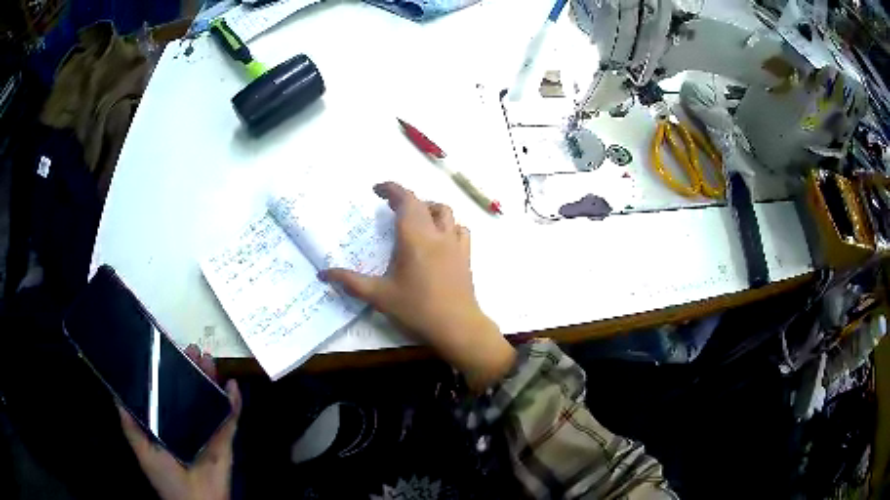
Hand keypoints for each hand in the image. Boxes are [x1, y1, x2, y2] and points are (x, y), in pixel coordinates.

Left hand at [118, 344, 240, 499]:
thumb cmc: (164, 476)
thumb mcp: (142, 449)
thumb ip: (130, 425)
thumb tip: (117, 394)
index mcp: (168, 422)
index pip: (170, 391)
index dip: (170, 371)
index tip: (170, 350)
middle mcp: (188, 422)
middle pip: (192, 391)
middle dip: (193, 369)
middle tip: (194, 349)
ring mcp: (208, 430)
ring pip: (211, 399)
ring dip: (212, 380)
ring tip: (210, 360)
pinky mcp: (225, 441)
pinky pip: (231, 419)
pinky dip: (234, 403)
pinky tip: (233, 386)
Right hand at [321, 182, 514, 389]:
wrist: (456, 326)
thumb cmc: (417, 309)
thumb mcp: (380, 296)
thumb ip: (350, 282)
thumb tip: (323, 273)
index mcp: (414, 238)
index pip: (405, 200)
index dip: (391, 189)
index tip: (377, 189)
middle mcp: (436, 233)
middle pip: (422, 203)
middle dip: (404, 199)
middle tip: (389, 207)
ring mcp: (455, 243)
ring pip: (445, 212)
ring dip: (428, 208)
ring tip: (414, 220)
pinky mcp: (466, 255)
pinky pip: (459, 229)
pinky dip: (448, 225)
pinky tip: (439, 238)